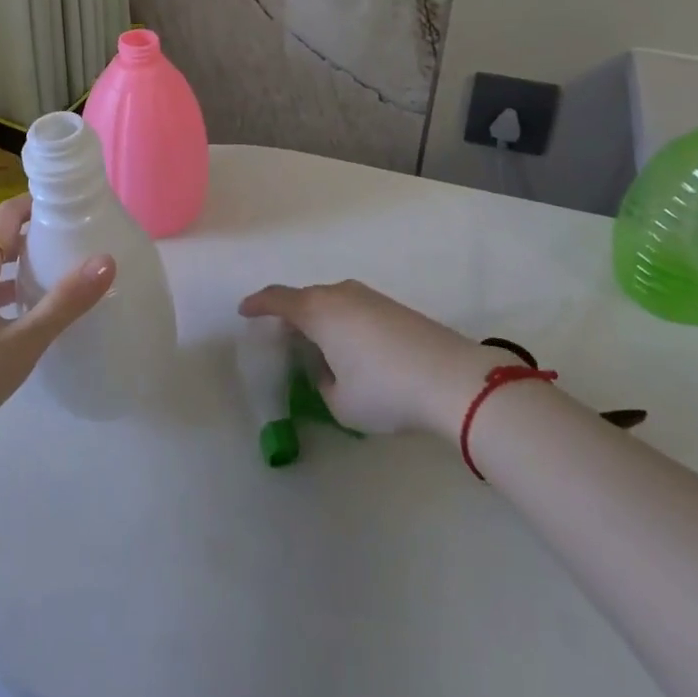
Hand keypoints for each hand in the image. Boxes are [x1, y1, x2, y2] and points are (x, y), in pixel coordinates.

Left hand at [0, 194, 114, 436]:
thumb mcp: (23, 342)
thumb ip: (65, 301)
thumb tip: (106, 260)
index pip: (8, 213)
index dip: (39, 204)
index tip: (72, 209)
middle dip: (35, 234)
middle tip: (74, 243)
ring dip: (19, 263)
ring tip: (55, 275)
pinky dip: (2, 286)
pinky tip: (22, 312)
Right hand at [238, 280, 492, 437]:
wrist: (452, 379)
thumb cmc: (385, 391)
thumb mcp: (339, 401)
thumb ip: (322, 382)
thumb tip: (328, 369)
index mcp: (318, 311)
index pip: (278, 299)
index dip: (258, 304)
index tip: (244, 311)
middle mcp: (341, 294)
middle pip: (305, 298)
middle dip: (290, 314)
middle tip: (283, 337)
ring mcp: (370, 297)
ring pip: (333, 301)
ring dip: (320, 318)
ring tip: (318, 345)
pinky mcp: (394, 307)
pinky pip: (354, 308)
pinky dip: (343, 322)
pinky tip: (352, 347)